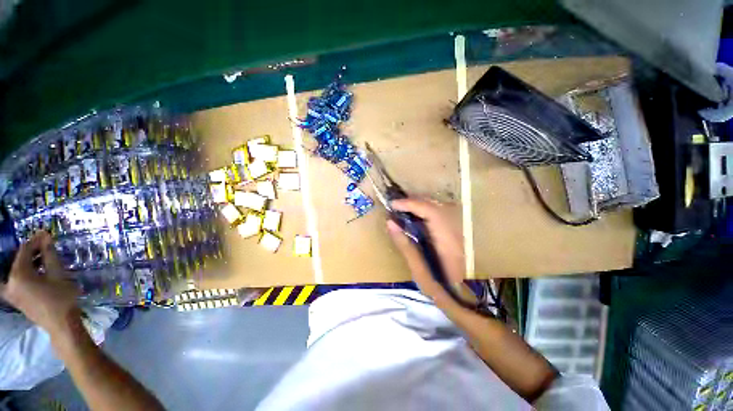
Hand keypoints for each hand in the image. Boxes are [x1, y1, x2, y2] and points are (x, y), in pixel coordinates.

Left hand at [1, 231, 80, 338]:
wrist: (61, 324)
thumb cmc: (61, 298)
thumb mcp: (58, 274)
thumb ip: (49, 255)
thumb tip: (45, 236)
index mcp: (19, 274)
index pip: (25, 250)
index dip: (35, 241)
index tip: (46, 234)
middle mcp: (9, 282)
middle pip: (18, 261)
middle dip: (30, 252)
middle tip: (44, 247)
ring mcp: (10, 292)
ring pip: (15, 271)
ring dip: (27, 263)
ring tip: (41, 259)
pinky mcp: (14, 298)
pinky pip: (14, 280)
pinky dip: (24, 273)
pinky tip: (35, 273)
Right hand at [386, 198, 464, 300]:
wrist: (462, 297)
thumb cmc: (439, 286)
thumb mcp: (418, 269)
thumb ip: (404, 245)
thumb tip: (390, 223)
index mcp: (447, 239)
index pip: (429, 211)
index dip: (410, 204)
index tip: (393, 204)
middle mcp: (456, 229)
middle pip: (434, 204)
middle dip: (414, 202)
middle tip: (397, 206)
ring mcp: (460, 228)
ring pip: (439, 206)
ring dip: (420, 205)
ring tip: (405, 208)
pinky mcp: (458, 230)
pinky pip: (441, 212)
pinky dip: (427, 210)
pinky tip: (418, 216)